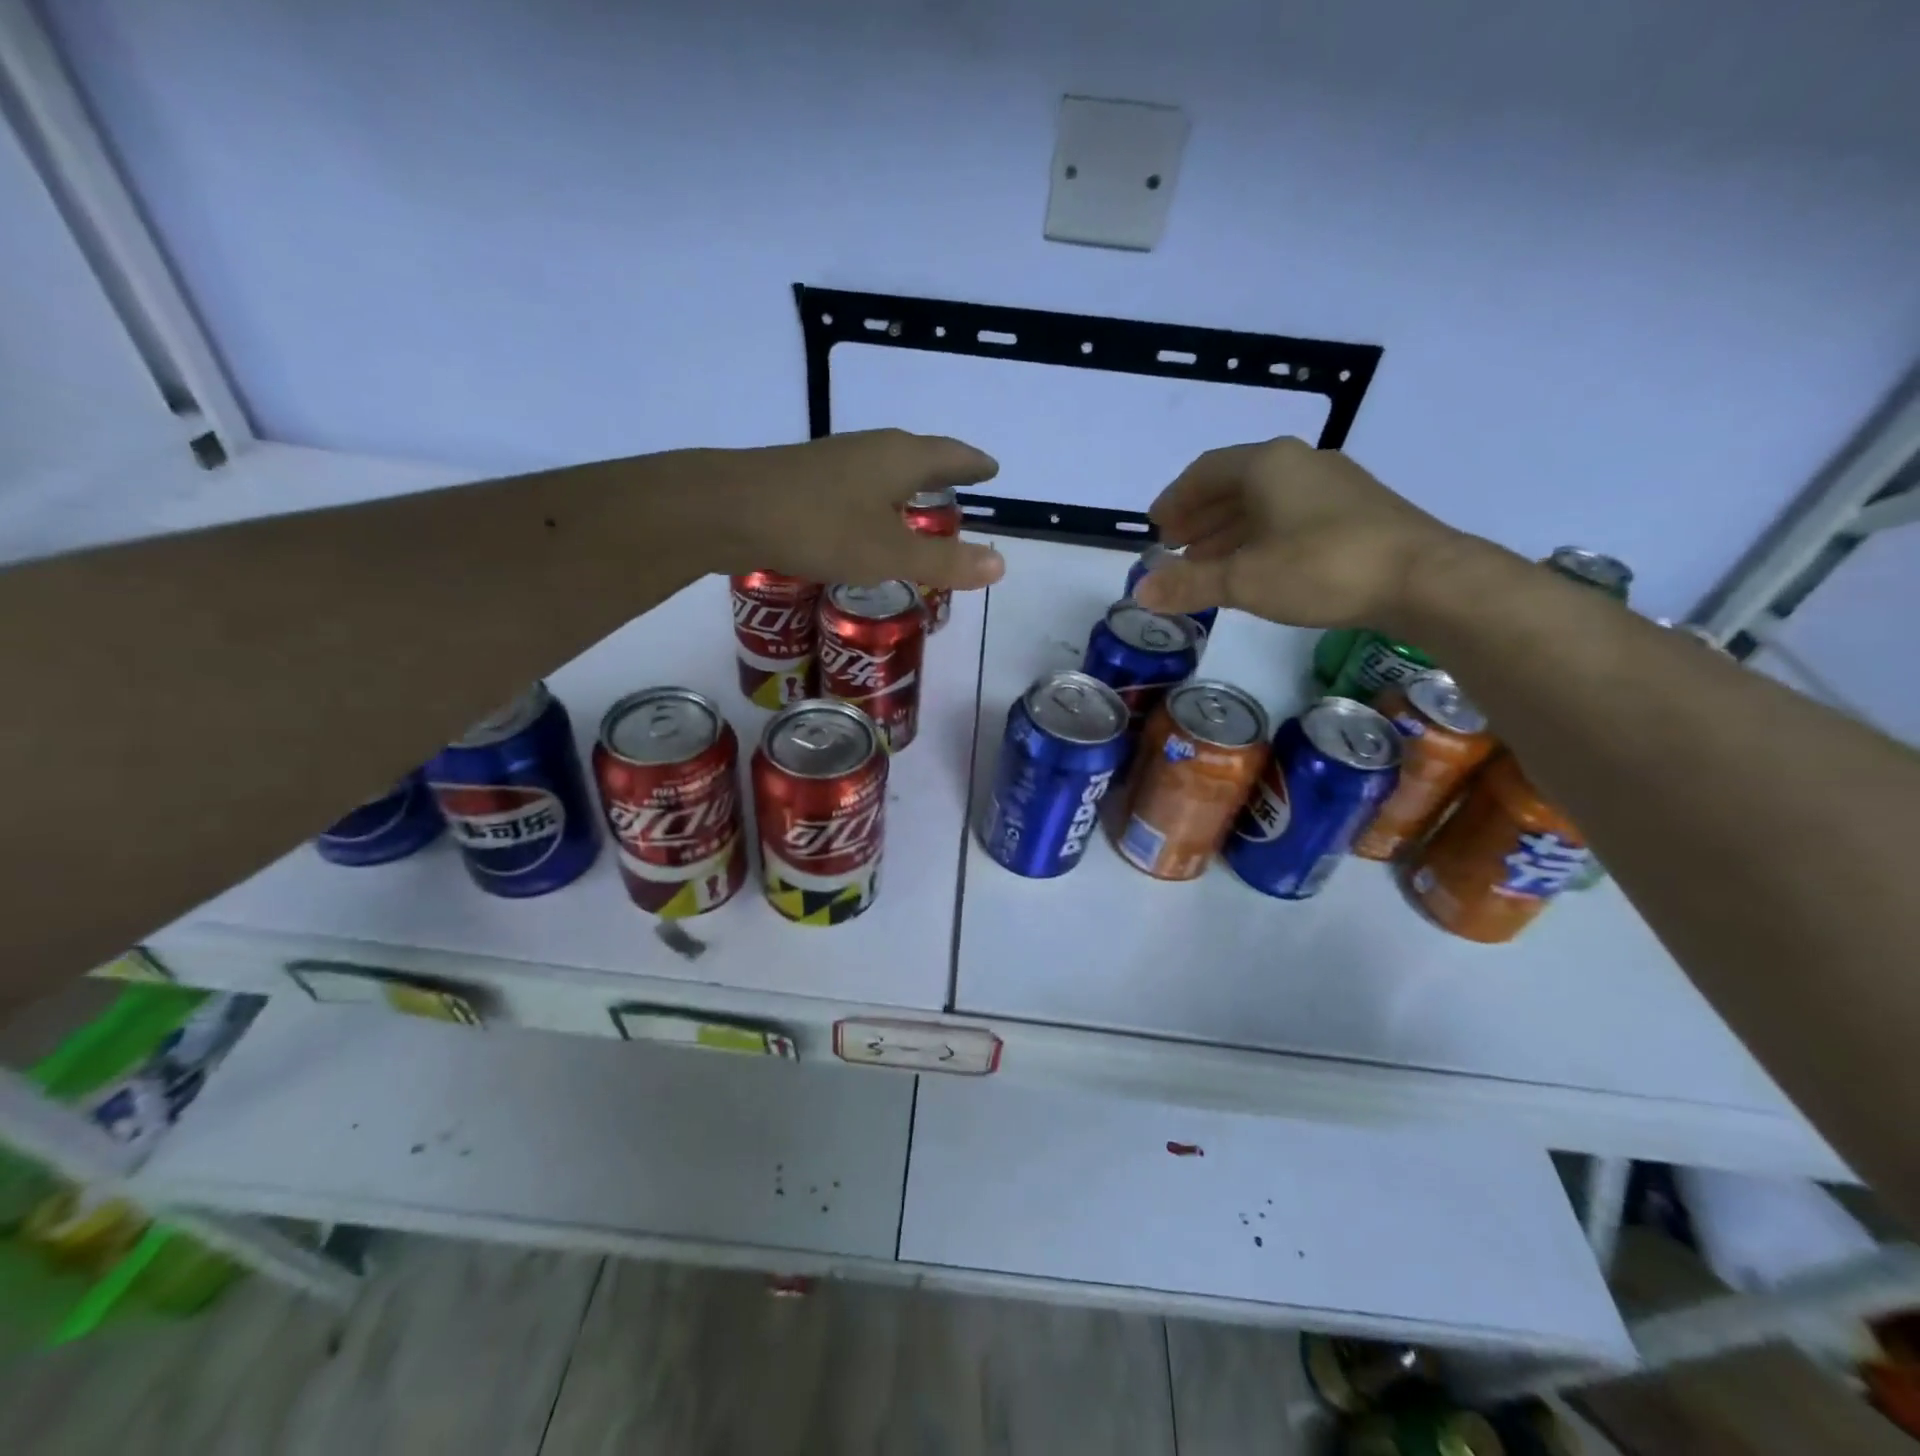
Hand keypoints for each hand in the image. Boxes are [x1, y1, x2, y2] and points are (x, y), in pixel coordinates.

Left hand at [703, 430, 1004, 588]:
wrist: (728, 510)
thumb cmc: (820, 527)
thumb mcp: (889, 554)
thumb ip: (944, 561)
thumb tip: (1001, 564)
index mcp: (900, 458)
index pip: (951, 455)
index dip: (974, 465)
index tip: (992, 469)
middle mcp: (870, 449)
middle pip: (918, 455)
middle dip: (942, 472)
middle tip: (961, 488)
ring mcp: (835, 460)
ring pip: (885, 469)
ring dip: (907, 485)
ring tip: (919, 506)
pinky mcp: (806, 479)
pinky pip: (859, 485)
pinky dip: (877, 499)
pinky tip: (866, 519)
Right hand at [1132, 437, 1465, 628]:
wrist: (1423, 579)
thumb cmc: (1322, 568)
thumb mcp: (1244, 580)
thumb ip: (1189, 584)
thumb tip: (1139, 592)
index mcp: (1268, 464)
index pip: (1205, 472)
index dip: (1175, 499)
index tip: (1156, 526)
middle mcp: (1299, 463)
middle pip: (1235, 484)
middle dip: (1200, 516)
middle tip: (1175, 546)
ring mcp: (1333, 485)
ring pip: (1265, 502)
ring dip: (1229, 529)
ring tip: (1206, 560)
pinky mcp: (1356, 511)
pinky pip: (1290, 515)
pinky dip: (1261, 536)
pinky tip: (1257, 565)